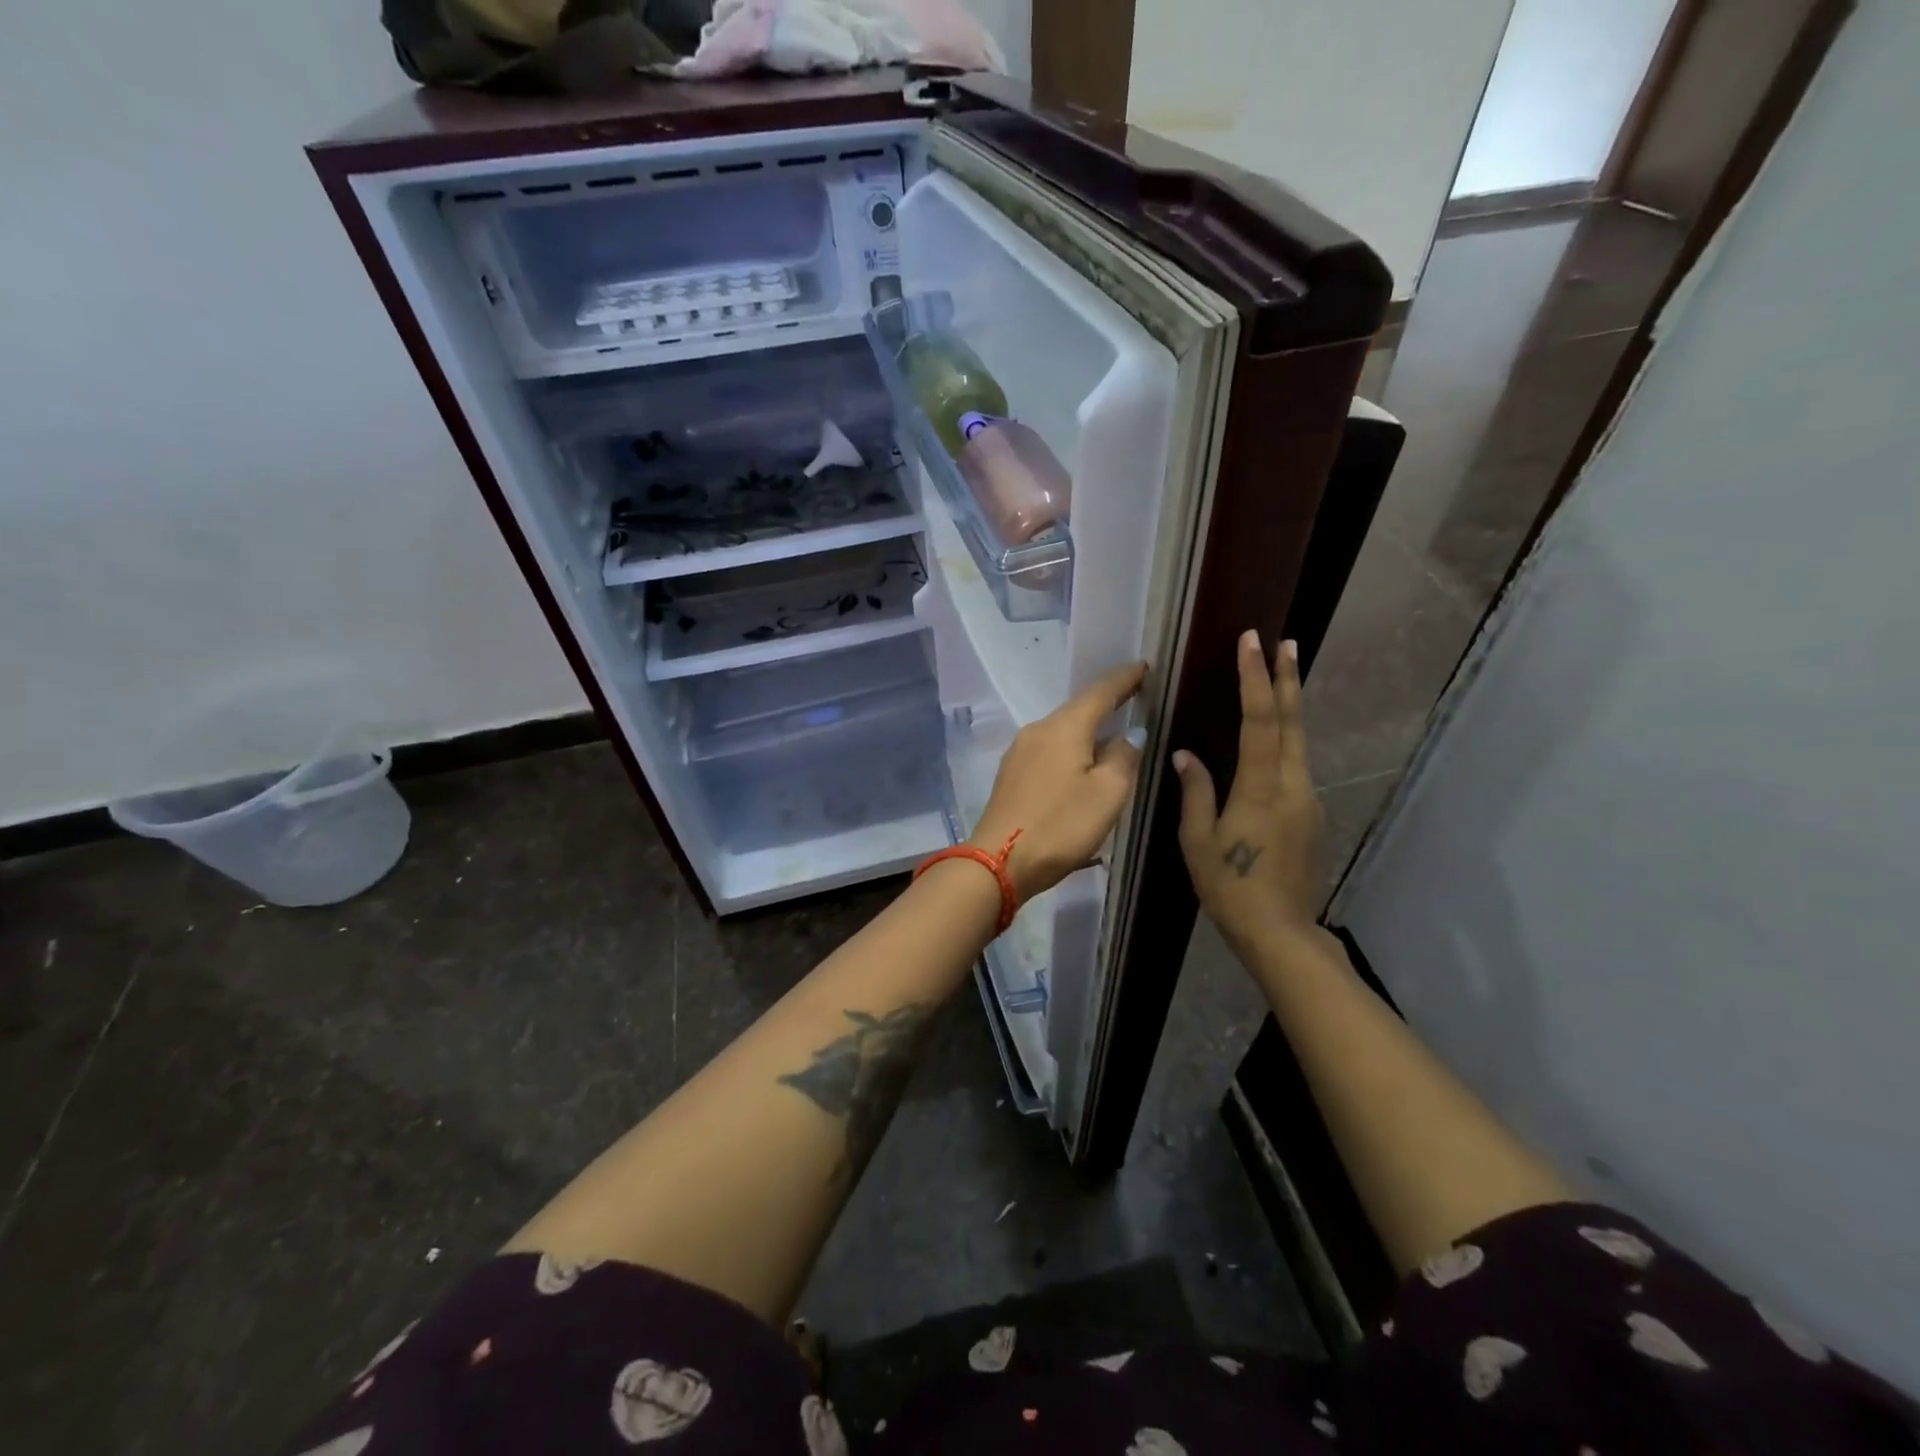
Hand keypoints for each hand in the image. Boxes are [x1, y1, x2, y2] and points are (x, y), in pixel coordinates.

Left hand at [969, 661, 1147, 900]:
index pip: (1101, 692)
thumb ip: (1123, 757)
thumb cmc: (1061, 825)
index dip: (1125, 678)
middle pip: (1078, 710)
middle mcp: (1038, 730)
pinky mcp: (1011, 775)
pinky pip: (1049, 752)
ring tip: (1112, 735)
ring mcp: (1019, 753)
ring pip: (1062, 733)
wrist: (999, 862)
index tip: (1144, 666)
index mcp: (1064, 727)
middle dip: (1106, 704)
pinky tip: (1081, 766)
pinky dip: (1070, 752)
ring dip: (1087, 731)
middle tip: (1134, 698)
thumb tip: (1128, 736)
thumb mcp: (1108, 793)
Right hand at [1172, 631, 1324, 953]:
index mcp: (1260, 788)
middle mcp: (1292, 785)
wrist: (1280, 931)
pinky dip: (1286, 739)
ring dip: (1289, 705)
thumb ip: (1196, 792)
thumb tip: (1185, 755)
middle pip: (1292, 722)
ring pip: (1299, 742)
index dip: (1254, 678)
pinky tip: (1273, 739)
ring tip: (1280, 676)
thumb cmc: (1229, 887)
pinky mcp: (1311, 815)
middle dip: (1287, 678)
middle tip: (1284, 642)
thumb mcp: (1197, 840)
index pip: (1259, 720)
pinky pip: (1297, 765)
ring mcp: (1307, 800)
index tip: (1251, 643)